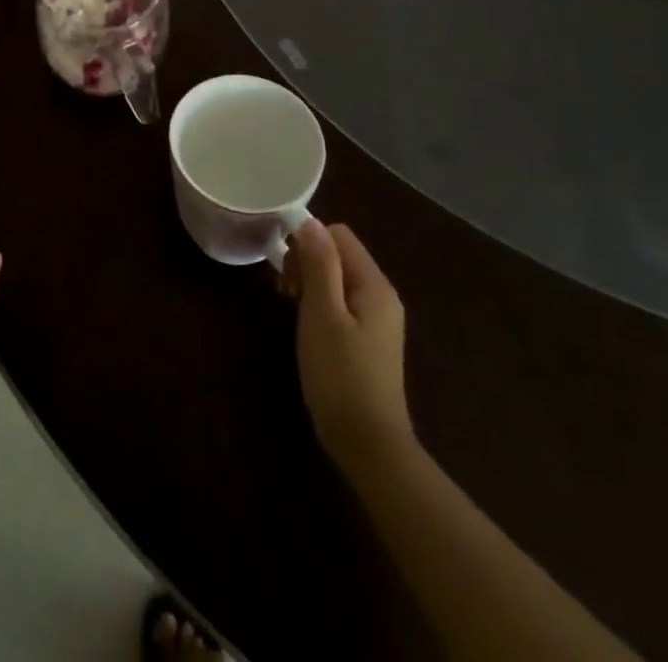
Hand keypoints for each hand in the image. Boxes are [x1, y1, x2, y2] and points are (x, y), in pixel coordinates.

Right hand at [287, 219, 412, 479]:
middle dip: (307, 263)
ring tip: (291, 308)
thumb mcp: (323, 314)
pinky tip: (305, 326)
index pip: (338, 235)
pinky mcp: (367, 340)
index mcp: (375, 285)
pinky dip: (319, 304)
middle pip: (338, 255)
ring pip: (336, 279)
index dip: (308, 242)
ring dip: (310, 284)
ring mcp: (376, 320)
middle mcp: (381, 296)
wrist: (368, 444)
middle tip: (286, 292)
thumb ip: (319, 264)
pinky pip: (340, 303)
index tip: (287, 270)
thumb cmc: (341, 374)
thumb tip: (309, 222)